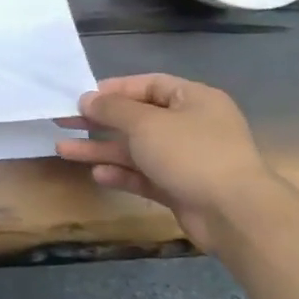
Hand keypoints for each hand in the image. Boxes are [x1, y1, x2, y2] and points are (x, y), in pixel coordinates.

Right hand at [56, 74, 278, 247]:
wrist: (235, 213)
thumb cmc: (191, 154)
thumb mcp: (145, 123)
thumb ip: (112, 109)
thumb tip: (87, 99)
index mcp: (193, 100)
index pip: (148, 85)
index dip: (113, 89)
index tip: (81, 97)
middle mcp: (192, 126)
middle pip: (137, 118)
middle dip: (99, 121)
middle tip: (64, 121)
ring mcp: (187, 159)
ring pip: (136, 149)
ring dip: (102, 149)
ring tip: (64, 150)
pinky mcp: (181, 188)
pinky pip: (145, 175)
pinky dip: (122, 174)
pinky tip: (98, 175)